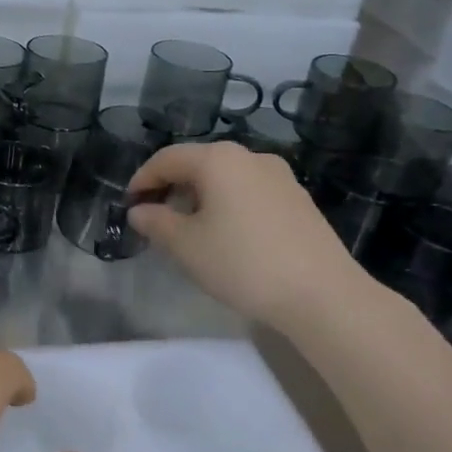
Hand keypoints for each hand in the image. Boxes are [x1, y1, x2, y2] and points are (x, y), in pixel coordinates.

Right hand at [127, 141, 365, 327]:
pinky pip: (250, 192)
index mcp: (219, 159)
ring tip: (189, 231)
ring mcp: (280, 177)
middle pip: (198, 164)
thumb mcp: (186, 246)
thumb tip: (139, 211)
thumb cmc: (242, 263)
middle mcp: (250, 157)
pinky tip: (227, 237)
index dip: (142, 179)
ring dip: (200, 198)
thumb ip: (156, 223)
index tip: (128, 204)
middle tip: (155, 219)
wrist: (322, 295)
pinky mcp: (299, 200)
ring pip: (226, 179)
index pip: (167, 159)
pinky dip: (228, 205)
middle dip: (172, 188)